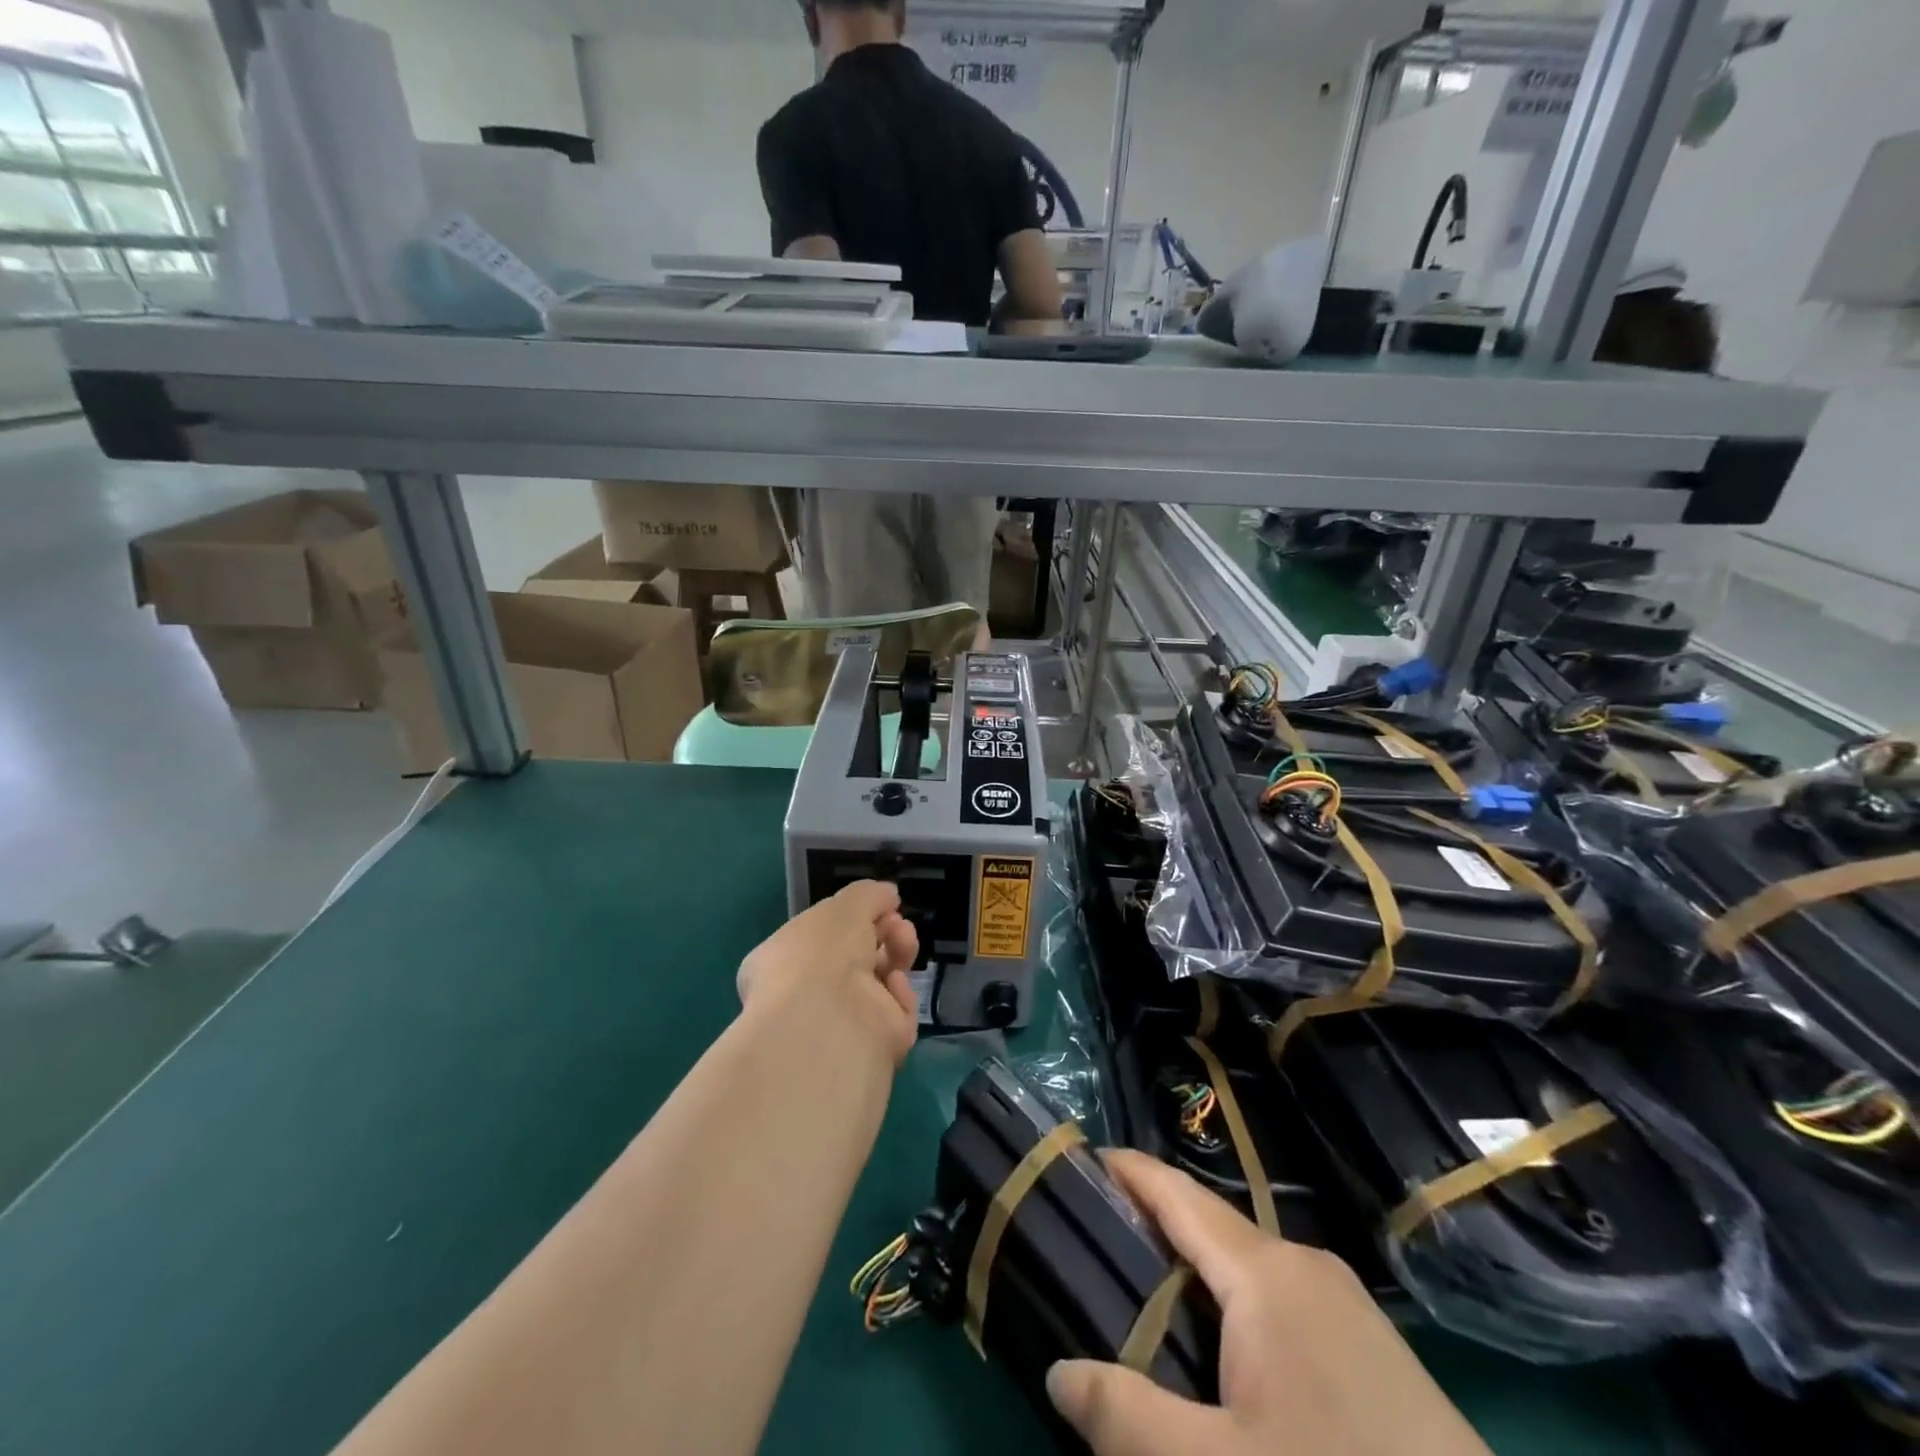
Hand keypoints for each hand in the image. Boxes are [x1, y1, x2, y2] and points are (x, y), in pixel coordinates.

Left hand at [736, 881, 920, 1063]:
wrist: (829, 1021)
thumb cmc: (822, 953)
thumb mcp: (843, 906)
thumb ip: (868, 895)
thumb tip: (888, 895)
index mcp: (785, 960)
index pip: (822, 936)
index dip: (853, 918)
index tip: (879, 905)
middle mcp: (809, 993)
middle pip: (858, 956)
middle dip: (883, 932)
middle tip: (897, 924)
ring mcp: (843, 1021)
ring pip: (882, 980)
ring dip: (897, 953)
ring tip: (904, 940)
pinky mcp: (873, 1045)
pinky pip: (895, 1011)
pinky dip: (899, 994)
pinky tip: (893, 984)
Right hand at [1047, 1151, 1489, 1455]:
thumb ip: (1126, 1419)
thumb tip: (1058, 1371)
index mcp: (1266, 1274)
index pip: (1176, 1193)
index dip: (1124, 1170)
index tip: (1074, 1162)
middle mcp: (1305, 1267)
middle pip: (1207, 1228)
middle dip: (1148, 1231)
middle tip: (1091, 1253)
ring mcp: (1347, 1308)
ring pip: (1244, 1272)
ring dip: (1190, 1278)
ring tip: (1141, 1309)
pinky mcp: (1373, 1353)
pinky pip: (1279, 1307)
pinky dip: (1231, 1314)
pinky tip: (1219, 1365)